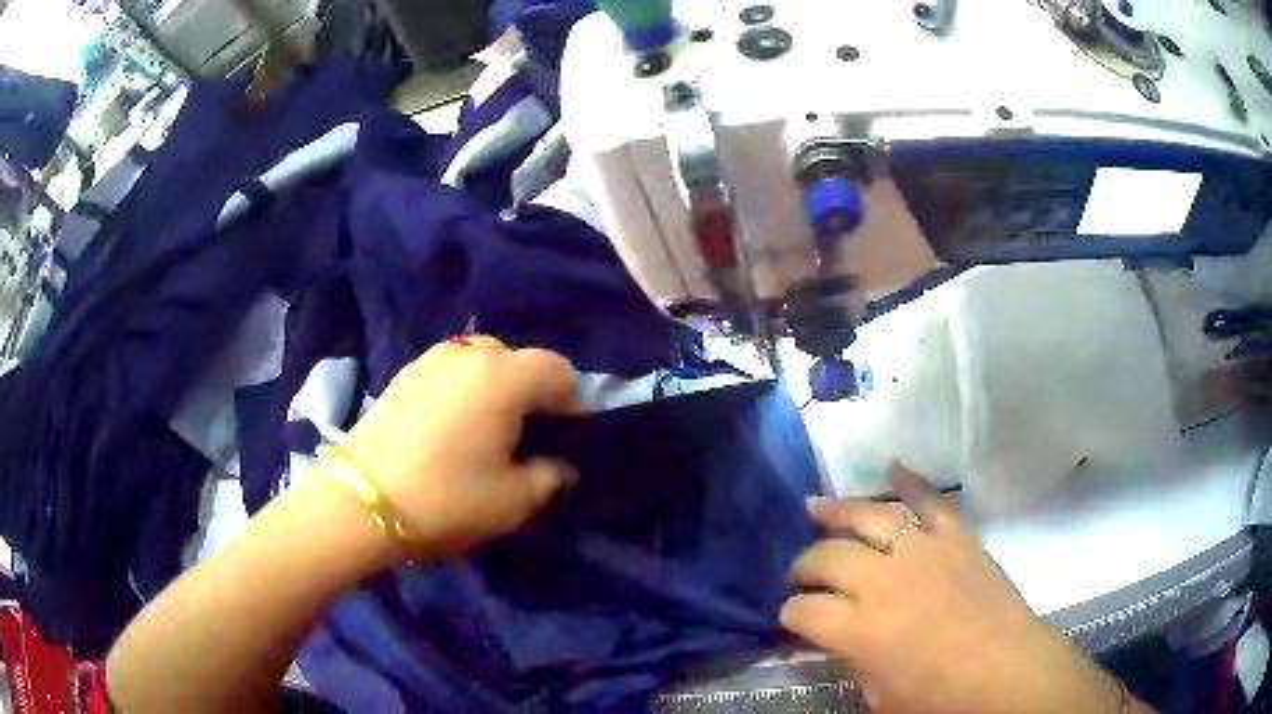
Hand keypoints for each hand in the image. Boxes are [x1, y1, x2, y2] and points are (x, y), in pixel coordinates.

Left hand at [342, 336, 582, 558]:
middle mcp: (470, 355)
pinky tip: (451, 426)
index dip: (571, 401)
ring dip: (495, 386)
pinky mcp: (404, 374)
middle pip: (518, 359)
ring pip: (480, 359)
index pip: (557, 370)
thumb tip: (561, 467)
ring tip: (487, 427)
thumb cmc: (447, 498)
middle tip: (526, 433)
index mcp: (505, 377)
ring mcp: (431, 360)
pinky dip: (462, 388)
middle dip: (532, 390)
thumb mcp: (513, 500)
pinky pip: (449, 371)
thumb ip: (550, 477)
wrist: (361, 499)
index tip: (565, 437)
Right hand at [781, 466, 1136, 713]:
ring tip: (815, 507)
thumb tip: (839, 643)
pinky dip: (911, 481)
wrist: (1005, 669)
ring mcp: (922, 552)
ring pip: (869, 518)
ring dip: (837, 511)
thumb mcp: (880, 697)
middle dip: (804, 566)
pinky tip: (893, 467)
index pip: (804, 611)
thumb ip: (853, 664)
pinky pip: (930, 500)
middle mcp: (883, 581)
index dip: (790, 615)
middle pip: (827, 558)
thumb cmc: (940, 697)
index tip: (791, 617)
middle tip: (801, 575)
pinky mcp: (955, 538)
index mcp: (859, 629)